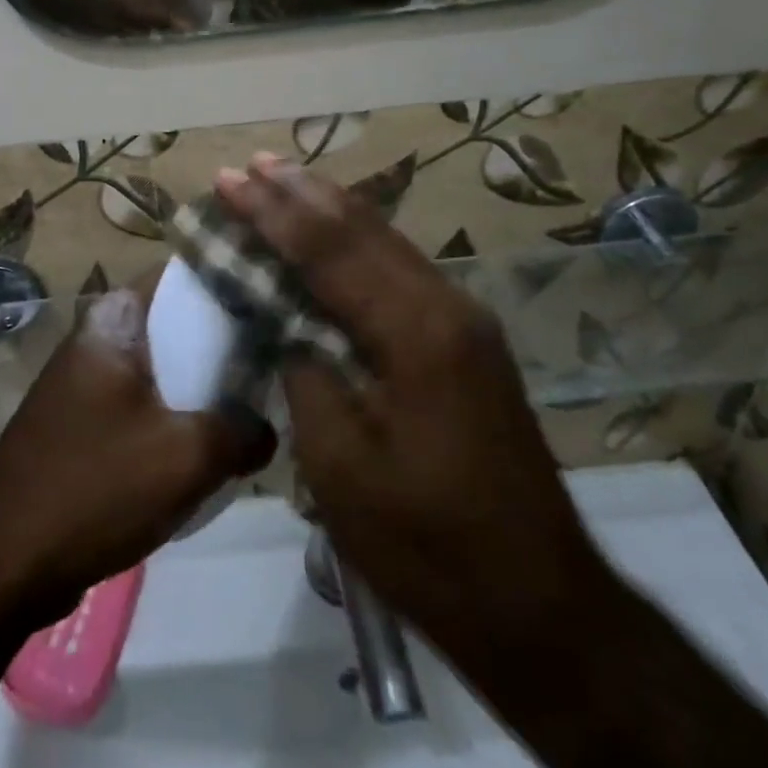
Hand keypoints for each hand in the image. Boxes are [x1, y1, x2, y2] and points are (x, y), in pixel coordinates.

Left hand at [0, 282, 276, 617]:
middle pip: (177, 321)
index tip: (278, 298)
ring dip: (205, 385)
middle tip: (281, 357)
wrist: (1, 561)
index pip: (184, 274)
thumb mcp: (186, 457)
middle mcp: (99, 335)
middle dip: (227, 341)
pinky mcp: (86, 420)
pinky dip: (179, 416)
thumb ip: (243, 431)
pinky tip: (213, 444)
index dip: (232, 280)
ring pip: (164, 366)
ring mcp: (89, 379)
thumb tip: (267, 428)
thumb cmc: (94, 486)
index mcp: (115, 319)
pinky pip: (146, 402)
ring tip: (258, 401)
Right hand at [18, 0, 197, 35]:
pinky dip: (145, 34)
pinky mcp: (100, 32)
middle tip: (201, 17)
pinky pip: (129, 35)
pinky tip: (155, 34)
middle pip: (158, 9)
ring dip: (167, 27)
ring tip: (187, 28)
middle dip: (181, 14)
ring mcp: (110, 19)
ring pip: (146, 26)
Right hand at [213, 155, 607, 648]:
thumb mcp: (342, 469)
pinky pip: (402, 270)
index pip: (328, 251)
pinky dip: (357, 244)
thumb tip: (291, 329)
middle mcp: (446, 308)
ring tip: (283, 178)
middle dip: (300, 193)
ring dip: (330, 209)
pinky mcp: (467, 342)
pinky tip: (335, 235)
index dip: (272, 213)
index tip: (228, 180)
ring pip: (387, 242)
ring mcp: (465, 322)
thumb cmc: (428, 546)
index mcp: (415, 334)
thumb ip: (308, 377)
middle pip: (362, 230)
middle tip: (250, 164)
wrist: (539, 604)